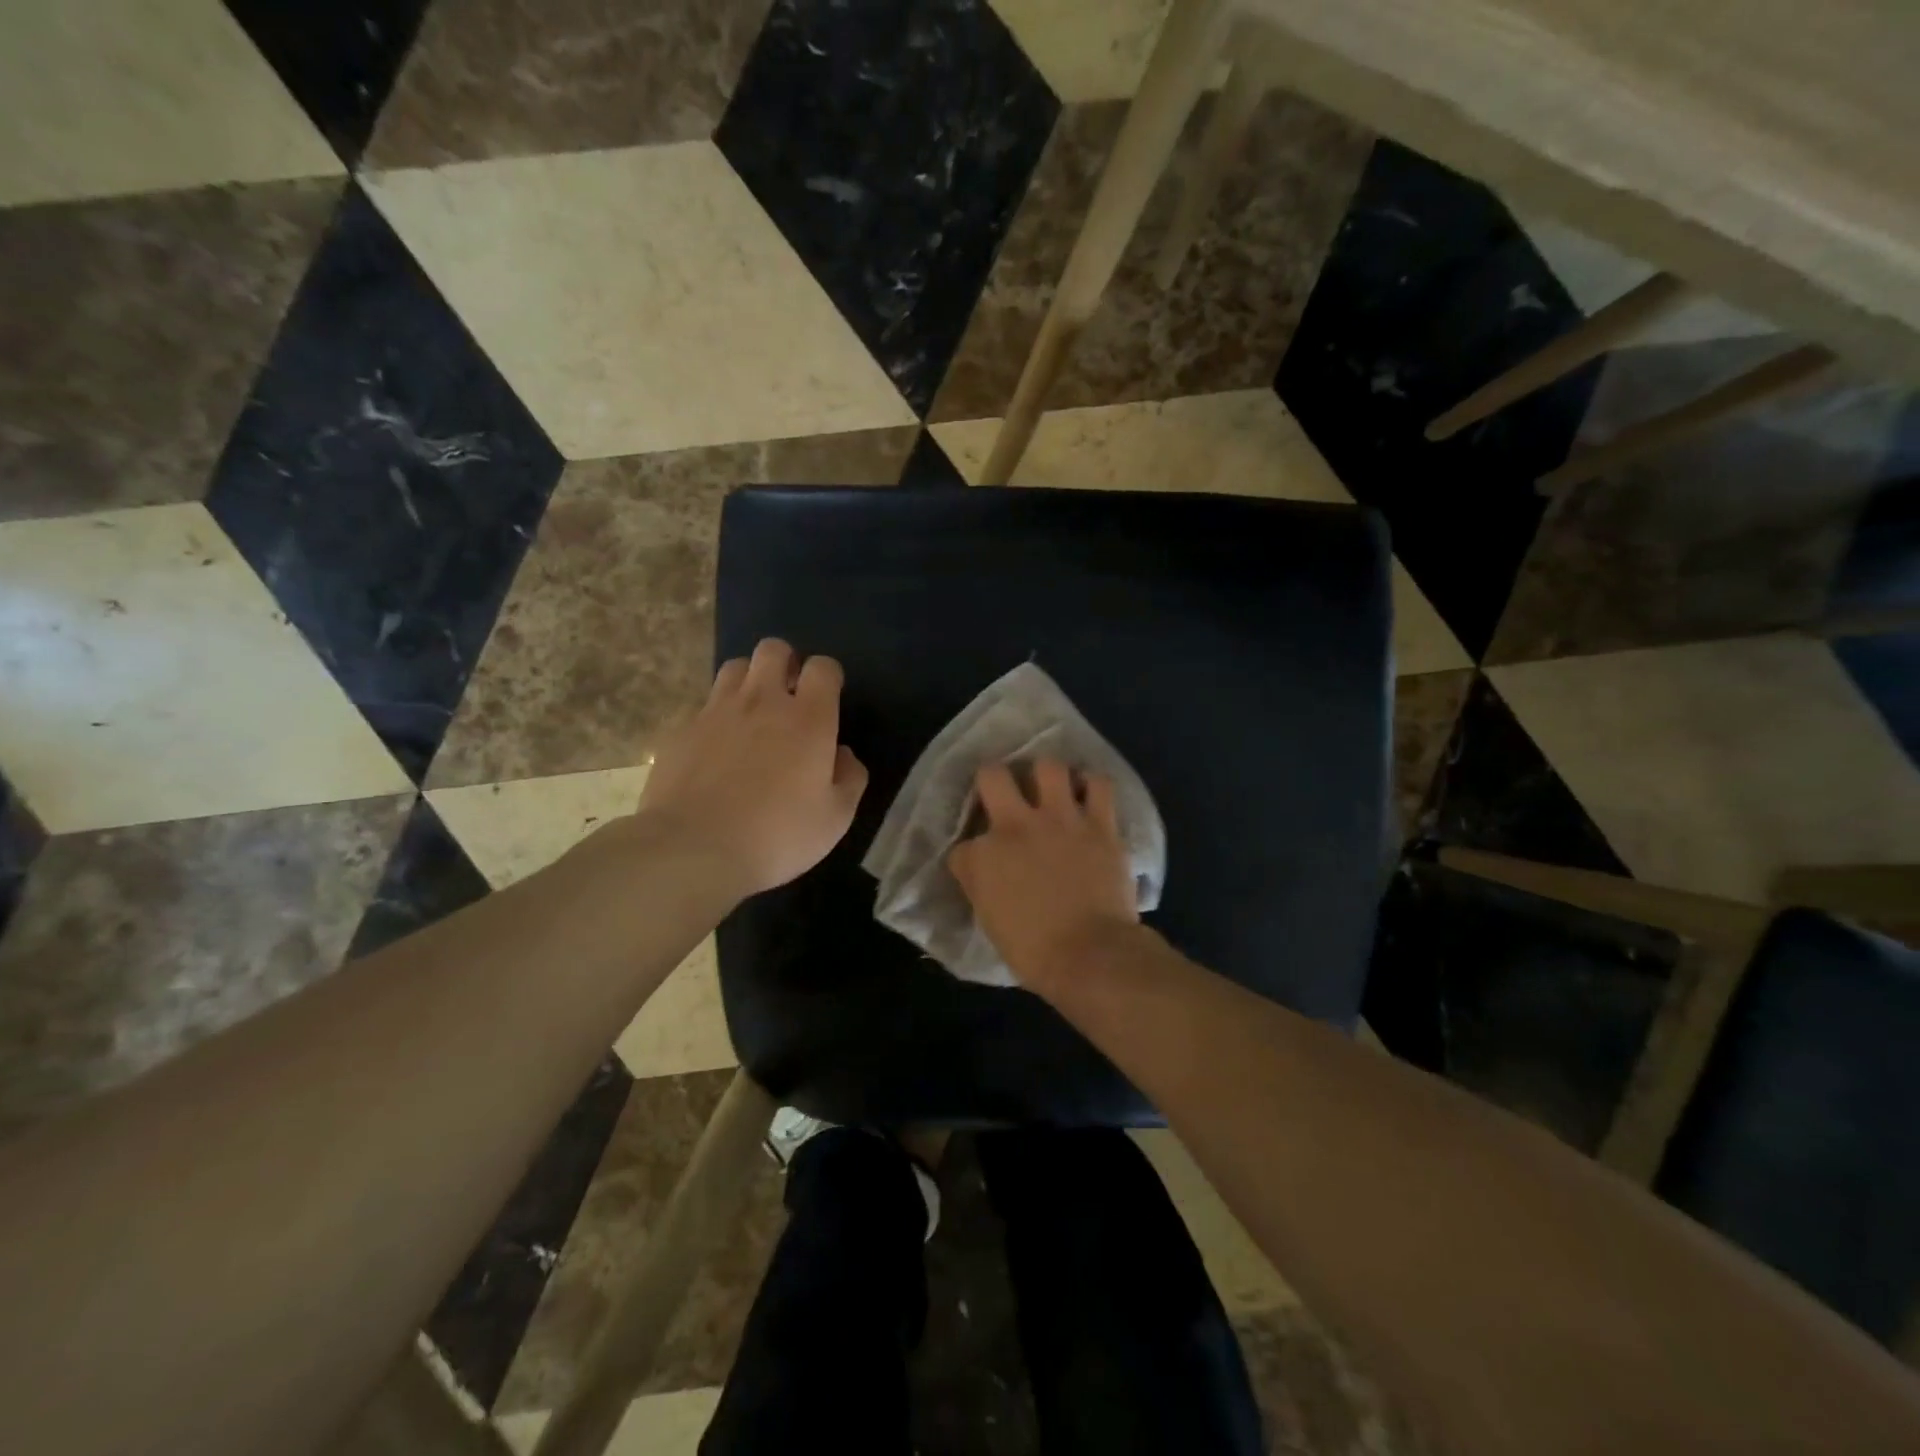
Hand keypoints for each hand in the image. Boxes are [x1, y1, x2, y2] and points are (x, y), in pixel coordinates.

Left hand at [637, 639, 868, 898]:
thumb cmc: (777, 835)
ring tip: (752, 715)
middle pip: (773, 649)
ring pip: (734, 668)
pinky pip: (704, 706)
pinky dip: (716, 717)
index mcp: (808, 719)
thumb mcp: (835, 818)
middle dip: (785, 663)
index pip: (823, 667)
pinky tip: (716, 750)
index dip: (828, 677)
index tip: (828, 700)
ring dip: (749, 682)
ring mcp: (716, 711)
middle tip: (788, 698)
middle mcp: (762, 701)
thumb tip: (843, 754)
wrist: (692, 849)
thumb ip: (850, 778)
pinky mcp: (681, 729)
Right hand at [947, 758, 1138, 991]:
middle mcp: (1016, 826)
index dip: (972, 853)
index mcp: (983, 856)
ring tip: (1051, 786)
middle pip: (991, 775)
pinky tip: (1088, 793)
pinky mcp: (1099, 823)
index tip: (982, 865)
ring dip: (1046, 774)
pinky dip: (1092, 785)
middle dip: (992, 779)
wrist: (1092, 955)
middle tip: (1004, 793)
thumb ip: (982, 884)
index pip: (964, 843)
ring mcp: (1061, 819)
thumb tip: (984, 871)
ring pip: (1048, 765)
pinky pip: (1099, 784)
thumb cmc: (1035, 952)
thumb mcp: (989, 920)